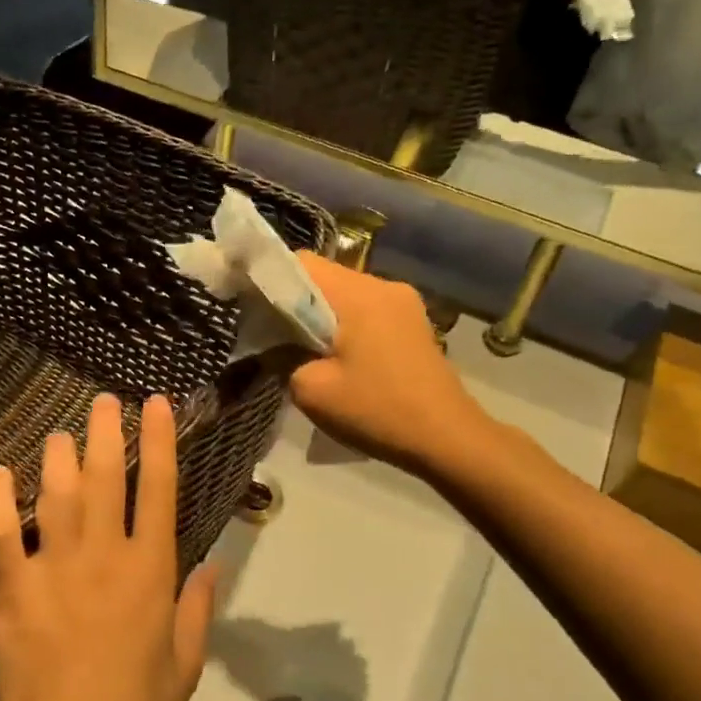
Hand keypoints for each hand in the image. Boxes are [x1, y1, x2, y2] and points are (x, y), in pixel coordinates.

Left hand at [0, 394, 217, 700]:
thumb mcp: (185, 664)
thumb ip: (199, 608)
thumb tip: (215, 564)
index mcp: (150, 570)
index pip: (158, 489)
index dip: (159, 441)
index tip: (155, 405)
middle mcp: (104, 554)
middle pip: (104, 477)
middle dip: (105, 432)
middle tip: (103, 401)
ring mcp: (54, 566)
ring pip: (56, 493)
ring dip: (57, 456)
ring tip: (60, 433)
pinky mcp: (12, 586)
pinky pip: (2, 531)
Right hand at [290, 253, 492, 475]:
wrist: (448, 438)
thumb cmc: (376, 411)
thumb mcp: (311, 390)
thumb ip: (281, 357)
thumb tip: (273, 343)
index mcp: (358, 294)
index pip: (300, 262)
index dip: (270, 279)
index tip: (252, 307)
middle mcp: (383, 285)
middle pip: (324, 276)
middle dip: (295, 301)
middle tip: (276, 336)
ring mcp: (404, 302)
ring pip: (345, 293)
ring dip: (321, 314)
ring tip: (308, 351)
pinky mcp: (413, 321)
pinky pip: (366, 309)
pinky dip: (345, 323)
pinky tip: (341, 357)